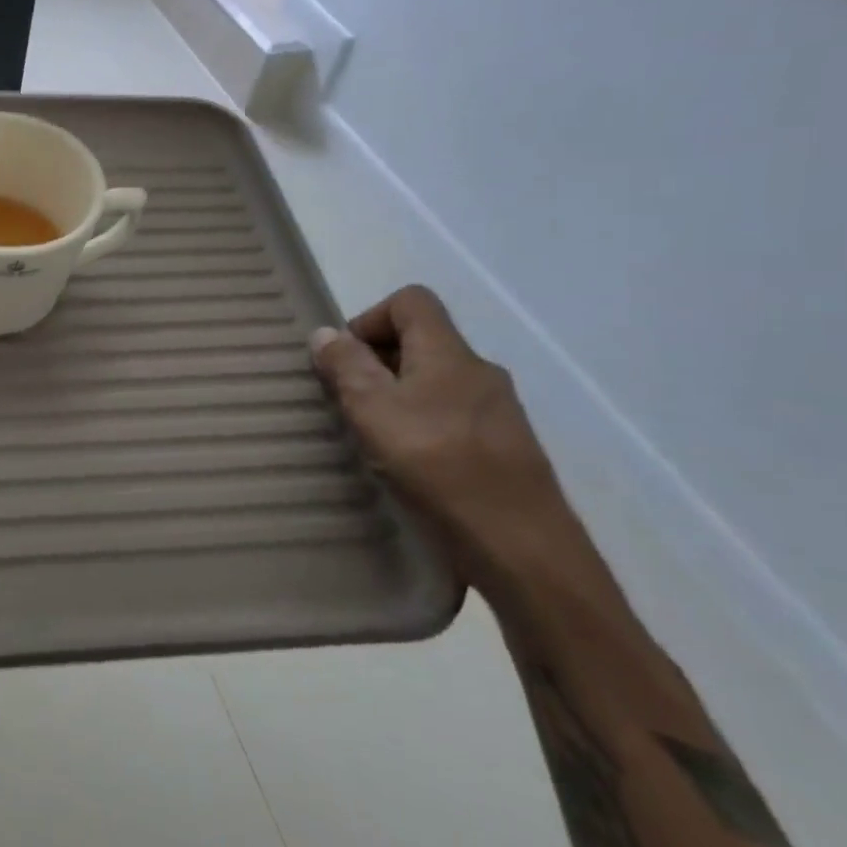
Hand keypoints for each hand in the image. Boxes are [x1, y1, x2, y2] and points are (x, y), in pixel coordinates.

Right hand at [309, 286, 599, 602]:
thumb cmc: (438, 465)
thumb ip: (346, 367)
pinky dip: (423, 422)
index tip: (346, 359)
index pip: (411, 301)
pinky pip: (453, 413)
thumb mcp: (373, 411)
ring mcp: (499, 410)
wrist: (521, 546)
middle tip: (349, 401)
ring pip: (436, 379)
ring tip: (375, 435)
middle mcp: (479, 371)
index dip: (370, 317)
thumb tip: (325, 333)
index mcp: (449, 353)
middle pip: (422, 340)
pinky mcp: (505, 446)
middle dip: (377, 360)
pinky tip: (410, 462)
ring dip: (398, 394)